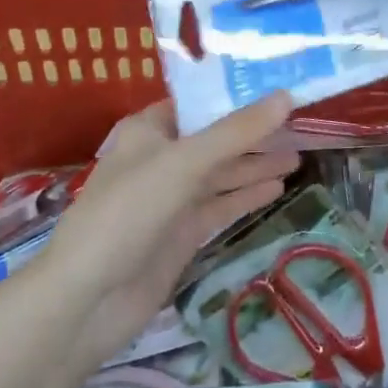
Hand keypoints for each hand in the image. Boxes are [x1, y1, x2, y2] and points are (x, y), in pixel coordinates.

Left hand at [38, 94, 298, 368]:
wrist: (88, 299)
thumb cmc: (128, 213)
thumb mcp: (184, 163)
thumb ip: (236, 132)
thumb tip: (286, 96)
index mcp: (150, 130)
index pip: (199, 102)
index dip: (236, 95)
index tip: (279, 88)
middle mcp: (161, 158)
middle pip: (215, 139)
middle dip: (253, 133)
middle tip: (300, 124)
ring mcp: (171, 198)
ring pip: (221, 174)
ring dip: (255, 165)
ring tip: (298, 157)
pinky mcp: (181, 233)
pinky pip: (220, 205)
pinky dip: (246, 196)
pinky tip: (277, 188)